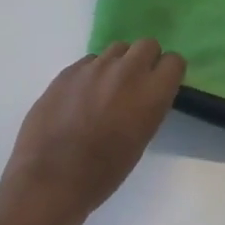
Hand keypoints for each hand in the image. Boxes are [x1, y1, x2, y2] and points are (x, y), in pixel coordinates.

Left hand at [2, 40, 186, 224]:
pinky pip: (89, 62)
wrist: (50, 179)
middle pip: (147, 44)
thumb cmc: (103, 173)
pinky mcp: (68, 71)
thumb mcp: (140, 140)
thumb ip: (148, 107)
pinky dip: (91, 74)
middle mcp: (126, 71)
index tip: (160, 86)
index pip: (174, 61)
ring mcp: (94, 67)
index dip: (167, 73)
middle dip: (145, 60)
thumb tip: (144, 94)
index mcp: (151, 93)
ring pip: (117, 49)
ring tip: (106, 90)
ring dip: (118, 64)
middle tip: (134, 84)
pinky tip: (80, 98)